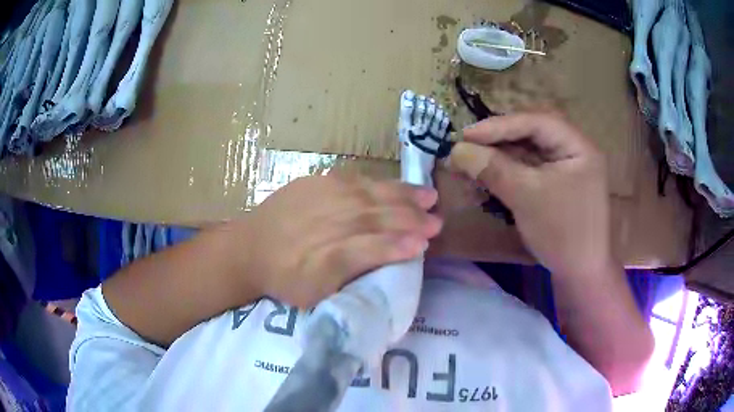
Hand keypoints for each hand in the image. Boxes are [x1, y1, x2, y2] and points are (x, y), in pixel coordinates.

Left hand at [233, 174, 441, 307]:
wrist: (249, 248)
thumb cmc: (286, 277)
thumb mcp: (315, 294)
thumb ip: (350, 277)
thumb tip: (385, 261)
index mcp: (326, 258)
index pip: (369, 249)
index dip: (398, 247)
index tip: (424, 245)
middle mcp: (327, 223)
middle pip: (375, 218)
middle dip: (410, 219)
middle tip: (437, 221)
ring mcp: (321, 197)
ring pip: (370, 195)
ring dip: (403, 196)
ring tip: (429, 197)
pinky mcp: (316, 181)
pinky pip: (354, 180)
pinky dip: (380, 184)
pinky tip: (398, 186)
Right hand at [447, 113, 613, 276]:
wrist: (580, 275)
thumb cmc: (562, 233)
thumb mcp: (527, 197)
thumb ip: (493, 169)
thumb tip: (456, 150)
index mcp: (578, 146)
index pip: (536, 123)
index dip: (500, 125)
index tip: (466, 135)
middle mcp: (574, 151)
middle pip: (532, 135)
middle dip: (499, 140)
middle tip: (467, 146)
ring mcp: (566, 168)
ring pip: (529, 152)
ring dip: (501, 156)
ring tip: (472, 160)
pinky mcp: (558, 185)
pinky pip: (531, 170)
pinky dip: (509, 171)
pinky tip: (489, 175)